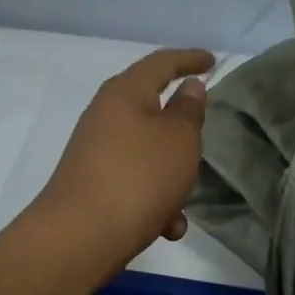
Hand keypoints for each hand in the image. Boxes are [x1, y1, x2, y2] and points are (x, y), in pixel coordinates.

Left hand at [35, 48, 213, 268]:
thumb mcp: (179, 139)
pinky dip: (156, 201)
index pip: (161, 62)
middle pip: (152, 110)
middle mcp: (106, 116)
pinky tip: (166, 227)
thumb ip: (189, 110)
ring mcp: (97, 152)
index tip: (212, 62)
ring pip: (148, 154)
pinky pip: (136, 184)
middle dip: (181, 131)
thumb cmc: (139, 177)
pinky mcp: (94, 185)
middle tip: (201, 139)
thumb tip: (188, 87)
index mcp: (124, 93)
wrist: (81, 236)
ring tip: (182, 204)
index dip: (189, 59)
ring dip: (172, 177)